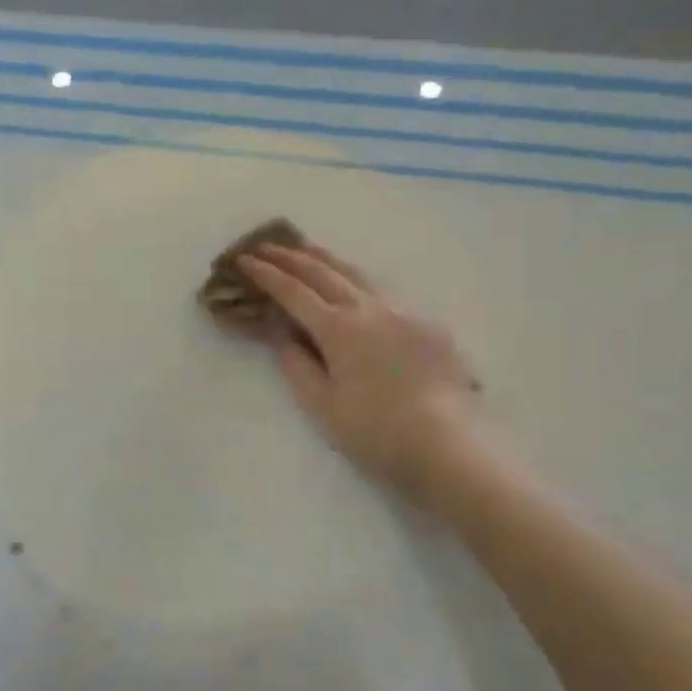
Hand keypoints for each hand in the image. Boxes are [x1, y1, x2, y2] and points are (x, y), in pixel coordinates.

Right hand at [239, 242, 486, 500]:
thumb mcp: (322, 405)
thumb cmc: (376, 431)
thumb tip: (279, 333)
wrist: (447, 444)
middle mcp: (369, 308)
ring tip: (306, 249)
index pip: (293, 292)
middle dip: (291, 257)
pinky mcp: (426, 323)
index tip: (244, 260)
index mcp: (338, 329)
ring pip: (357, 274)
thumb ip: (296, 364)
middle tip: (266, 246)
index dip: (266, 274)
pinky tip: (354, 286)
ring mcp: (402, 311)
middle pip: (323, 272)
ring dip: (326, 259)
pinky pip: (384, 291)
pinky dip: (357, 280)